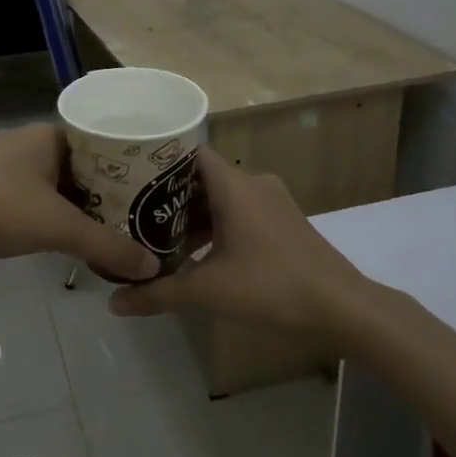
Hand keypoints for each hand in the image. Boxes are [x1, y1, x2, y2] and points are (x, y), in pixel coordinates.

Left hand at [0, 124, 159, 282]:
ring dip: (76, 200)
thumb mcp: (59, 228)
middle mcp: (27, 140)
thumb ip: (106, 245)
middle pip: (79, 162)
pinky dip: (51, 209)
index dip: (126, 163)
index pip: (100, 141)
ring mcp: (4, 162)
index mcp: (48, 134)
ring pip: (54, 179)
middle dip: (104, 187)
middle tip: (134, 211)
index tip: (149, 186)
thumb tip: (151, 266)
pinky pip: (33, 192)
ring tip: (106, 224)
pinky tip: (62, 231)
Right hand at [109, 153, 367, 340]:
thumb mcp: (208, 291)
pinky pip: (241, 211)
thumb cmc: (271, 286)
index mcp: (234, 186)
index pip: (188, 152)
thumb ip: (158, 294)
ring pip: (222, 196)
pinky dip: (218, 225)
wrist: (341, 305)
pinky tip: (201, 254)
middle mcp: (253, 183)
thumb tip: (114, 303)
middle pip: (202, 176)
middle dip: (169, 195)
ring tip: (161, 237)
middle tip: (135, 213)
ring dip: (194, 214)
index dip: (157, 160)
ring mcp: (273, 201)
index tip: (128, 175)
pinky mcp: (284, 221)